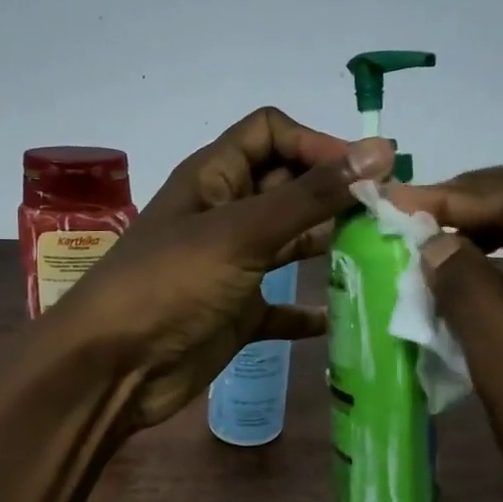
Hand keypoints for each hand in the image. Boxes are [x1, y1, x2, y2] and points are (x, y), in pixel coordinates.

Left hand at [54, 108, 395, 429]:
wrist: (113, 368)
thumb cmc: (171, 285)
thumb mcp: (241, 232)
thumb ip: (310, 195)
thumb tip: (380, 150)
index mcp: (214, 178)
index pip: (271, 133)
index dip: (315, 144)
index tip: (363, 175)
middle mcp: (225, 214)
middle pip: (288, 187)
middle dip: (334, 195)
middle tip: (389, 217)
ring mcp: (232, 266)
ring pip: (290, 242)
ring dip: (329, 246)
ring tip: (381, 255)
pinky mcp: (236, 313)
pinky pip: (282, 306)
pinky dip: (309, 311)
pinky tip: (342, 316)